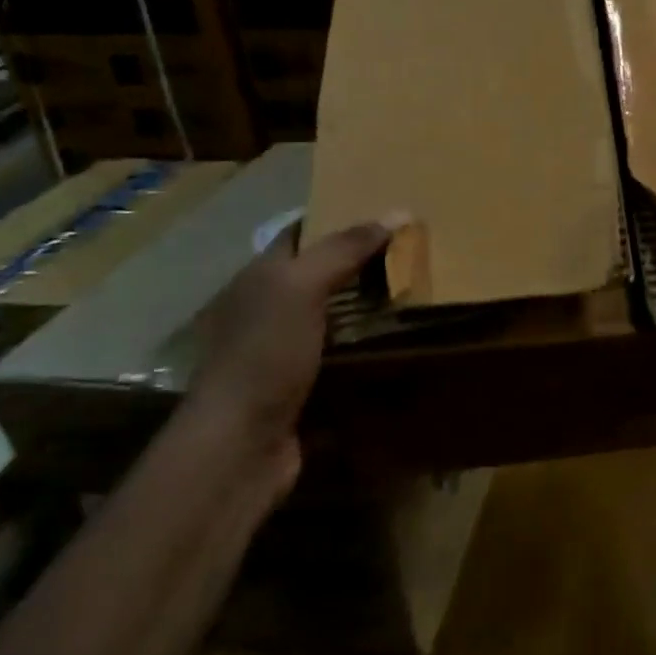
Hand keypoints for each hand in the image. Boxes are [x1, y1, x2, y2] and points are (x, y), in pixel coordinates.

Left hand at [184, 217, 395, 487]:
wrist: (241, 443)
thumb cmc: (265, 354)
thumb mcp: (302, 288)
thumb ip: (344, 249)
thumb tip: (397, 211)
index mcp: (259, 278)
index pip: (300, 234)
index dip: (338, 218)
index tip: (385, 214)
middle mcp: (266, 308)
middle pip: (319, 274)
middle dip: (360, 263)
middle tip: (412, 252)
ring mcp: (281, 350)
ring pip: (332, 316)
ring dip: (367, 307)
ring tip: (414, 293)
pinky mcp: (300, 385)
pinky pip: (340, 354)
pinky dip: (365, 347)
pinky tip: (397, 343)